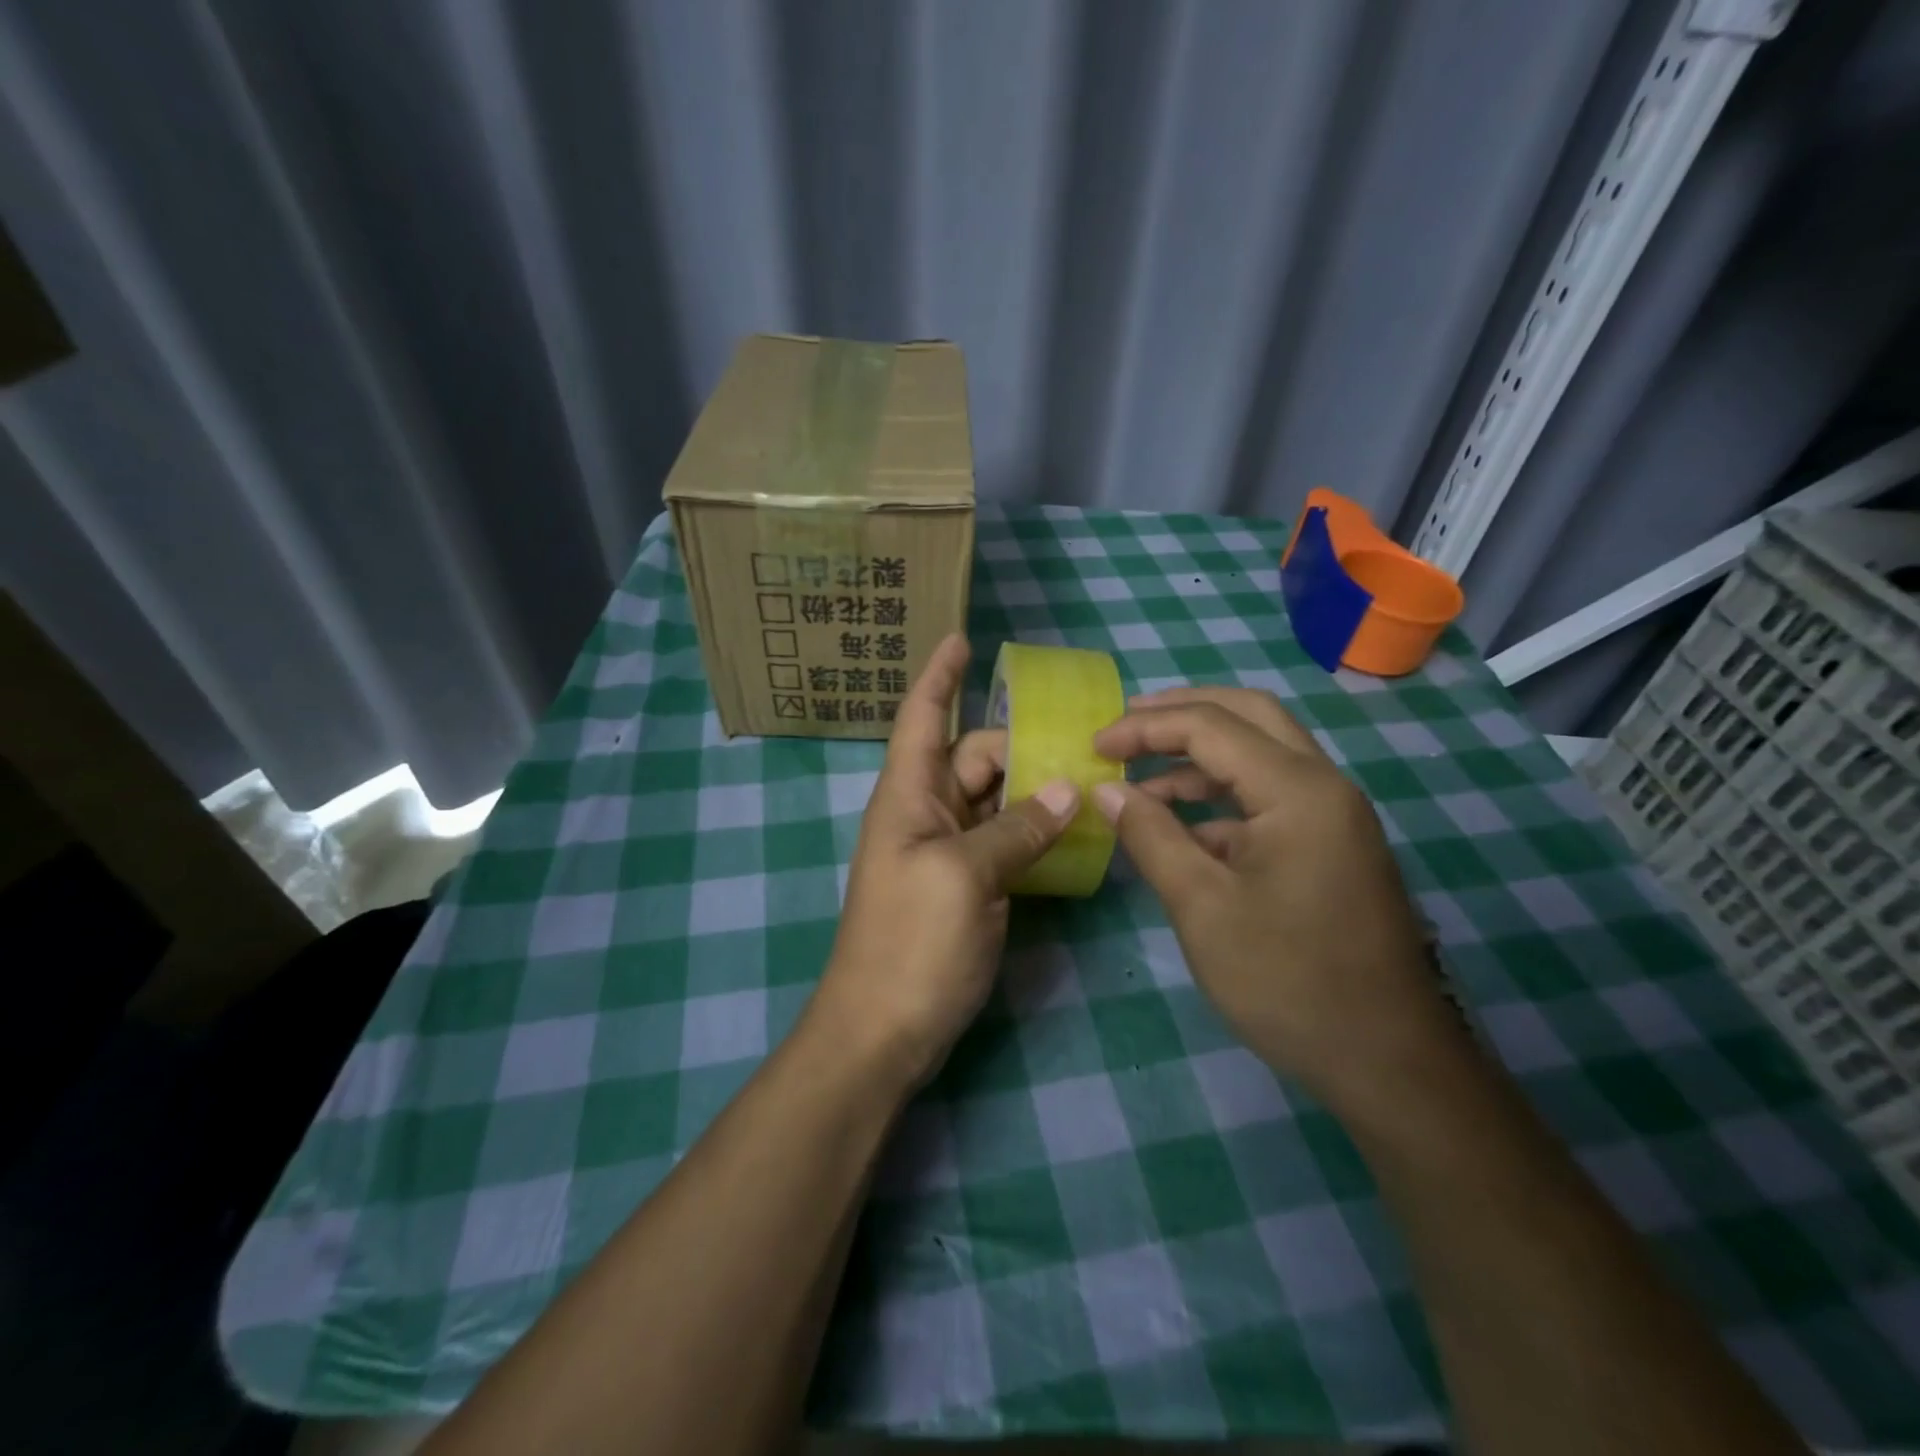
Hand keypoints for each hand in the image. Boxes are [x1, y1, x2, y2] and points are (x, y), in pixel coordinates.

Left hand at [810, 635, 1077, 1091]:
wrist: (884, 1030)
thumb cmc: (910, 943)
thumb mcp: (964, 877)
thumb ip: (1017, 829)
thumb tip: (1068, 789)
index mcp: (909, 795)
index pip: (921, 718)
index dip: (939, 676)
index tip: (962, 638)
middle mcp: (928, 812)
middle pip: (976, 756)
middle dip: (1021, 742)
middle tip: (1085, 741)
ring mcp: (950, 851)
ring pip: (998, 798)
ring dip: (1036, 785)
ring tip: (1093, 776)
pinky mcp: (971, 885)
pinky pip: (1008, 840)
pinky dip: (1037, 829)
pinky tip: (1077, 828)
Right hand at [1091, 687, 1454, 1110]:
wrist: (1388, 1060)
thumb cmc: (1288, 981)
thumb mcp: (1202, 906)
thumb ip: (1151, 836)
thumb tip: (1106, 789)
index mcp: (1298, 790)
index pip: (1210, 727)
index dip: (1144, 728)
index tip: (1093, 745)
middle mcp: (1323, 785)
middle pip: (1248, 715)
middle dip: (1181, 712)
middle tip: (1125, 724)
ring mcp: (1334, 814)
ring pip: (1262, 751)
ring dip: (1200, 752)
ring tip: (1139, 771)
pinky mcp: (1332, 844)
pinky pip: (1270, 794)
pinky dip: (1221, 794)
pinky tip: (1181, 823)